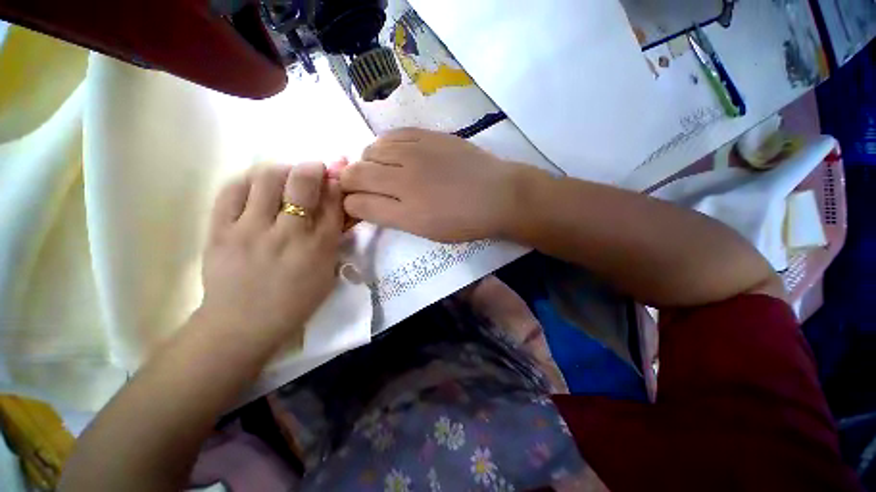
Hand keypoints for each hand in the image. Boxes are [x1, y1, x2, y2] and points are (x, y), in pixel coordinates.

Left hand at [199, 163, 342, 342]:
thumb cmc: (295, 301)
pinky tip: (256, 186)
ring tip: (284, 176)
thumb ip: (334, 239)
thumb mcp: (327, 273)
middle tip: (313, 168)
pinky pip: (231, 190)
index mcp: (318, 249)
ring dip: (281, 170)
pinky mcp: (219, 231)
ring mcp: (249, 231)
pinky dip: (248, 181)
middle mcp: (287, 234)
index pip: (333, 203)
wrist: (241, 324)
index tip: (335, 176)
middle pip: (301, 184)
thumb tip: (336, 208)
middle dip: (312, 168)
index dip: (336, 184)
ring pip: (266, 179)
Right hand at [341, 128, 523, 241]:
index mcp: (406, 212)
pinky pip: (391, 135)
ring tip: (382, 170)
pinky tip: (395, 154)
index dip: (350, 204)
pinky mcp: (428, 135)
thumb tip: (366, 203)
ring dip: (368, 162)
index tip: (356, 205)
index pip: (357, 203)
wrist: (497, 195)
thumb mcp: (426, 231)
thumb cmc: (464, 221)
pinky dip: (385, 146)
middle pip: (355, 174)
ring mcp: (416, 153)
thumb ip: (392, 217)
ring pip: (370, 150)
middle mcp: (404, 180)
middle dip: (349, 182)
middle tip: (363, 188)